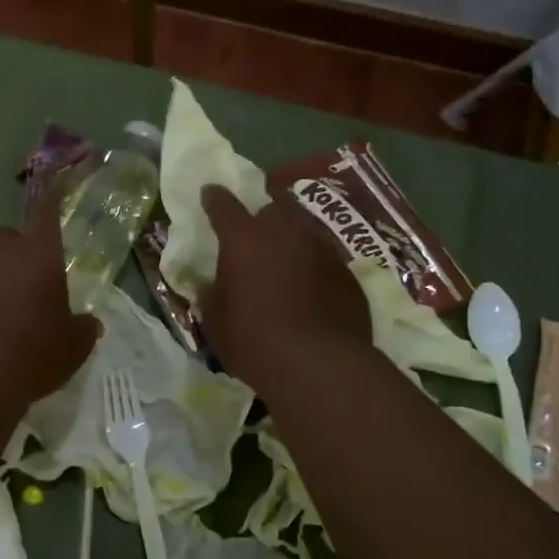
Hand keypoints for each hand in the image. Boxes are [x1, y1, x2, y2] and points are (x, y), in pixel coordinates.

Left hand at [0, 195, 99, 409]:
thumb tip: (88, 322)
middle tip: (27, 282)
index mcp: (39, 255)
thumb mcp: (74, 347)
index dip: (52, 204)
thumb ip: (83, 327)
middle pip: (8, 237)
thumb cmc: (33, 356)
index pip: (47, 214)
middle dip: (17, 252)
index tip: (54, 195)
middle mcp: (0, 252)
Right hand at [200, 184, 371, 387]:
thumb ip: (211, 294)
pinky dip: (315, 272)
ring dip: (291, 246)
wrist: (318, 365)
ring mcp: (323, 251)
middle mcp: (286, 233)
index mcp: (244, 239)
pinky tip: (312, 297)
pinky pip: (326, 263)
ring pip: (303, 235)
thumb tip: (209, 284)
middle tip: (254, 241)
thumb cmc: (253, 340)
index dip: (215, 199)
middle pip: (272, 211)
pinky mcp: (349, 275)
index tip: (210, 194)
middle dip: (262, 221)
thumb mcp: (215, 321)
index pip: (224, 205)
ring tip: (286, 271)